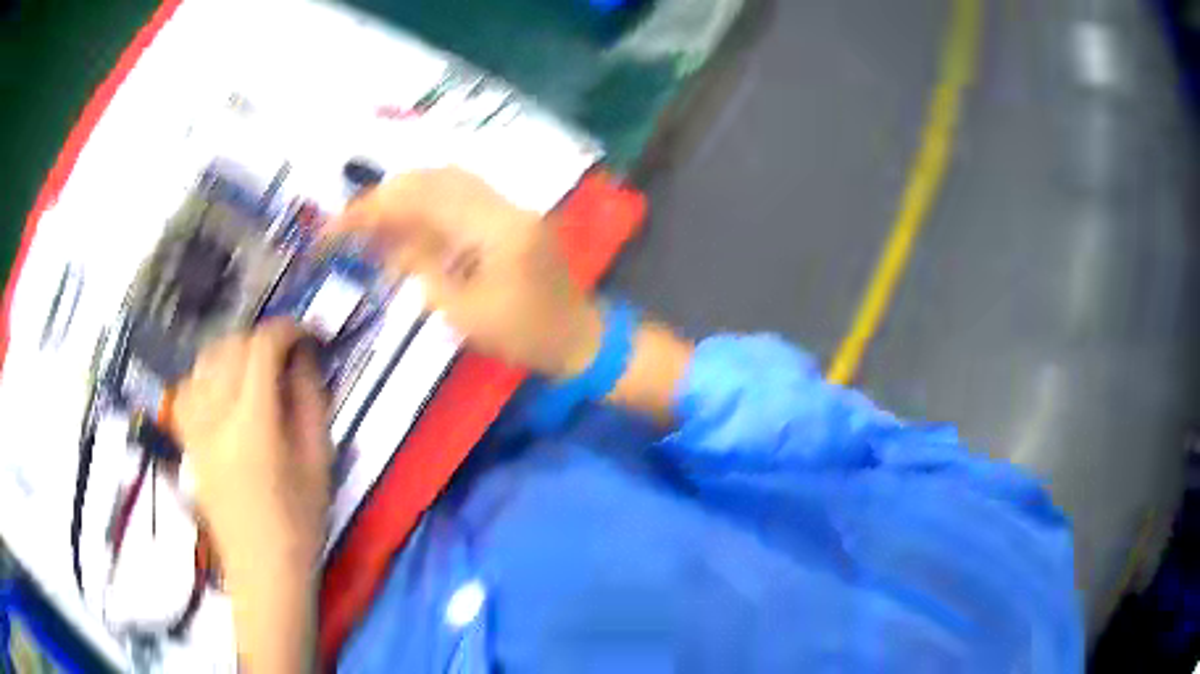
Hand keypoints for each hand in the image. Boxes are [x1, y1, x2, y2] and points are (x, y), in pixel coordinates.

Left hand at [173, 319, 331, 585]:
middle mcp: (215, 416)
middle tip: (285, 355)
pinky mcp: (186, 440)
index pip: (261, 349)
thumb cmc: (299, 521)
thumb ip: (310, 400)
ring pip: (204, 361)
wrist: (262, 568)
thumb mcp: (318, 460)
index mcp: (253, 424)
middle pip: (230, 347)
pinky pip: (186, 387)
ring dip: (232, 352)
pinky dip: (204, 375)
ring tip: (253, 368)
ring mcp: (195, 427)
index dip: (286, 330)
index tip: (306, 335)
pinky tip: (220, 389)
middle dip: (261, 339)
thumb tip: (303, 357)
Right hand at [335, 167, 602, 378]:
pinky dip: (429, 204)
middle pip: (436, 179)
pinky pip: (462, 197)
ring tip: (373, 219)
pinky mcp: (510, 216)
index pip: (425, 200)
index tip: (341, 224)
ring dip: (407, 195)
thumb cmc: (526, 336)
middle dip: (388, 194)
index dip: (377, 207)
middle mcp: (504, 205)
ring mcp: (510, 207)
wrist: (579, 336)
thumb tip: (389, 243)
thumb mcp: (466, 314)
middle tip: (353, 220)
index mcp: (496, 229)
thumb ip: (424, 271)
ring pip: (448, 182)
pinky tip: (407, 222)